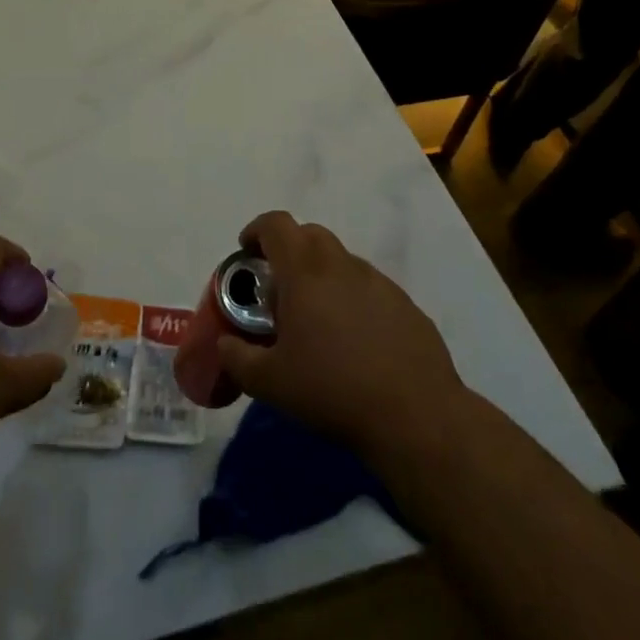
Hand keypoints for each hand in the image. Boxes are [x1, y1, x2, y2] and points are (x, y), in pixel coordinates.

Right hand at [215, 211, 468, 466]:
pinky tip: (355, 342)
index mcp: (305, 271)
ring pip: (341, 262)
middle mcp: (342, 265)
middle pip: (310, 235)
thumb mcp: (270, 382)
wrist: (414, 414)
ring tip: (317, 320)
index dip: (257, 230)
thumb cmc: (332, 389)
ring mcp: (379, 282)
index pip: (276, 224)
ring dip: (322, 276)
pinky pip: (369, 288)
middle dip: (289, 250)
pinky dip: (353, 300)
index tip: (247, 252)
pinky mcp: (405, 304)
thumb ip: (238, 358)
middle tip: (278, 288)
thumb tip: (225, 345)